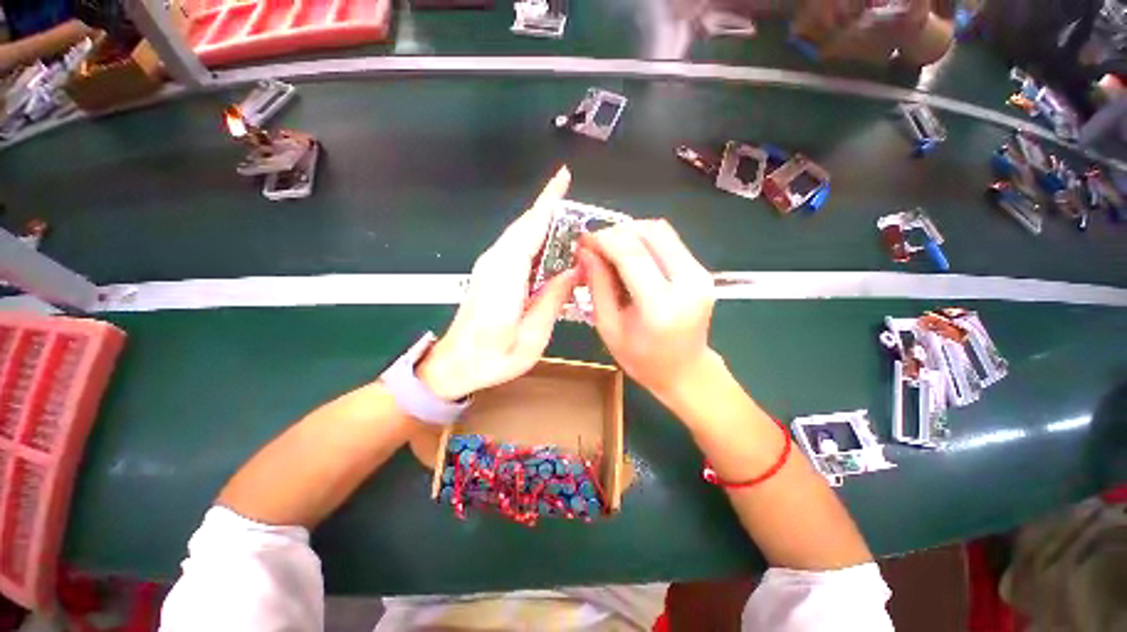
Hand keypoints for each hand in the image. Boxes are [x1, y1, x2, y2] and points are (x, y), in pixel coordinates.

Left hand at [417, 167, 577, 400]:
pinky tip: (550, 242)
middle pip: (524, 225)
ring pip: (519, 233)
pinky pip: (515, 245)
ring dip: (543, 220)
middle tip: (577, 199)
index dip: (547, 202)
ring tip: (570, 219)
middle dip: (549, 206)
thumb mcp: (531, 338)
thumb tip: (573, 272)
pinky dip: (534, 236)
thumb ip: (551, 302)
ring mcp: (489, 266)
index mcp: (505, 278)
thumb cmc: (492, 359)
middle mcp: (494, 263)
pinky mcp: (489, 272)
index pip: (529, 230)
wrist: (454, 365)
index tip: (563, 177)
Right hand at [577, 220, 715, 402]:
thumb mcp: (608, 327)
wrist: (686, 371)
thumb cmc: (642, 359)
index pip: (631, 254)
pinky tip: (629, 256)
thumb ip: (597, 286)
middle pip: (651, 232)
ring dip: (631, 233)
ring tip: (610, 250)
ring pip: (662, 230)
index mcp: (660, 306)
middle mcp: (688, 283)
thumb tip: (586, 251)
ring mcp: (700, 274)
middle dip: (617, 231)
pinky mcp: (702, 271)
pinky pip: (670, 241)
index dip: (604, 240)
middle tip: (595, 245)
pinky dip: (644, 241)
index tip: (584, 240)